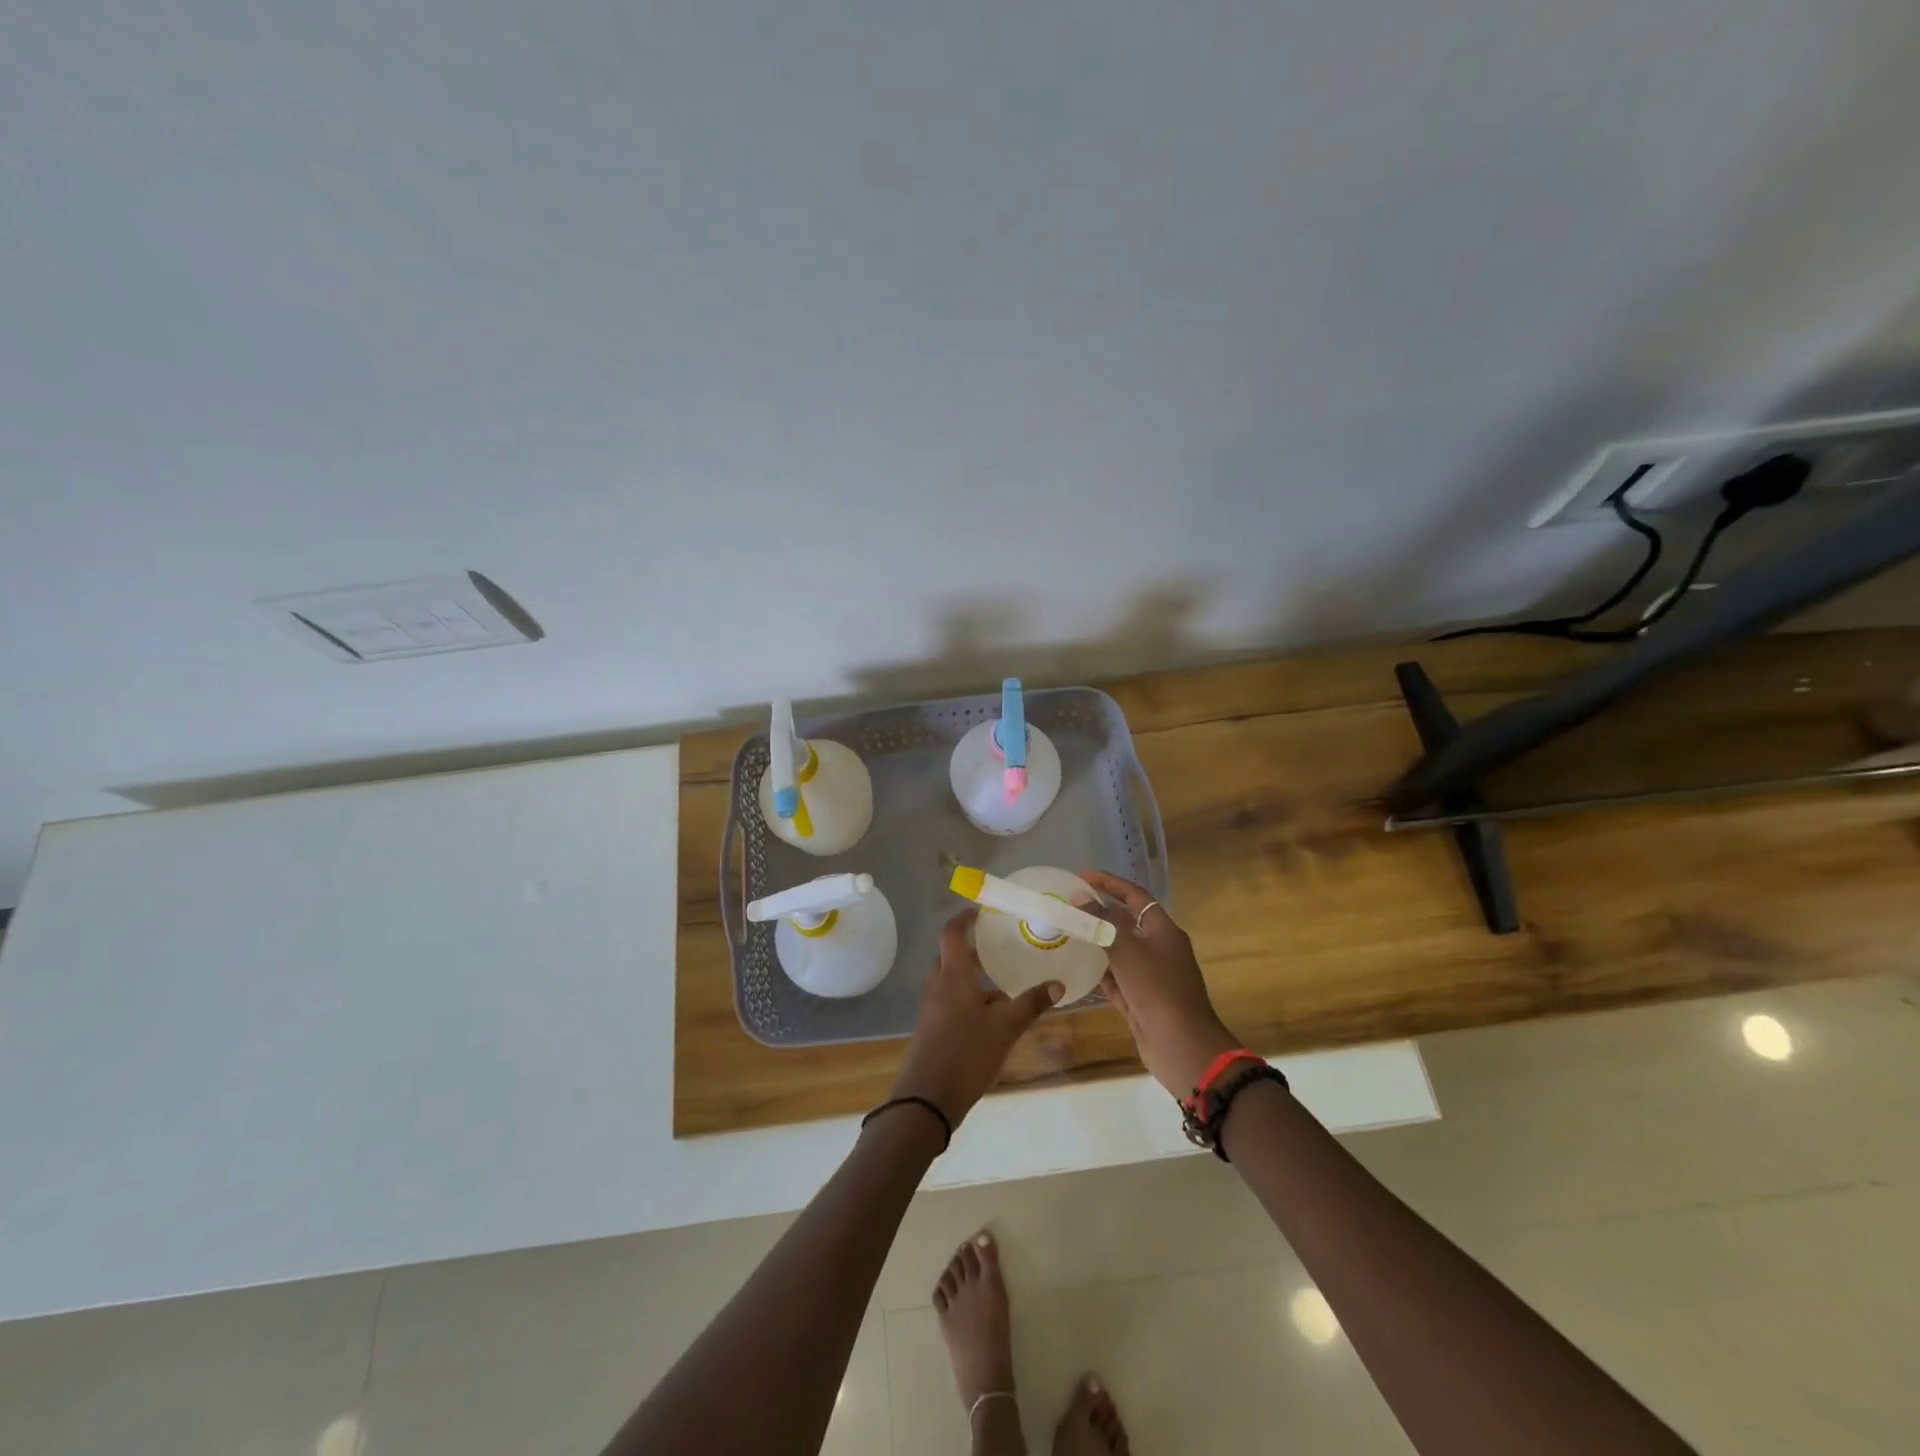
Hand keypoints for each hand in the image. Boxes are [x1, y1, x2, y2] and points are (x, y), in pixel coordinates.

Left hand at [887, 907, 1063, 1129]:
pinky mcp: (933, 1029)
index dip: (965, 917)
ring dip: (974, 976)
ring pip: (953, 980)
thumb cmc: (965, 1053)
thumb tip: (1058, 984)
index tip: (984, 910)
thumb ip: (1031, 1004)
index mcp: (953, 976)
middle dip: (975, 948)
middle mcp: (939, 985)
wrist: (926, 1100)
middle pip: (952, 956)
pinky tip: (993, 1015)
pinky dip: (970, 997)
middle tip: (1002, 945)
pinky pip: (952, 1001)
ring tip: (1005, 980)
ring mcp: (933, 1008)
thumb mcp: (1005, 1028)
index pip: (952, 933)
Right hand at [1079, 870, 1240, 1097]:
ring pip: (1119, 952)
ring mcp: (1150, 977)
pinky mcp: (1140, 1001)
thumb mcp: (1127, 951)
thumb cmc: (1158, 990)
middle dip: (1099, 913)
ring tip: (1067, 933)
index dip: (1110, 884)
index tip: (1082, 876)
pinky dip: (1099, 972)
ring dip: (1096, 943)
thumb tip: (1080, 899)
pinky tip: (1077, 968)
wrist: (1183, 1047)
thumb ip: (1102, 924)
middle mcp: (1159, 950)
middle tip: (1069, 906)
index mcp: (1163, 931)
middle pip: (1126, 923)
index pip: (1135, 896)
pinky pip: (1116, 980)